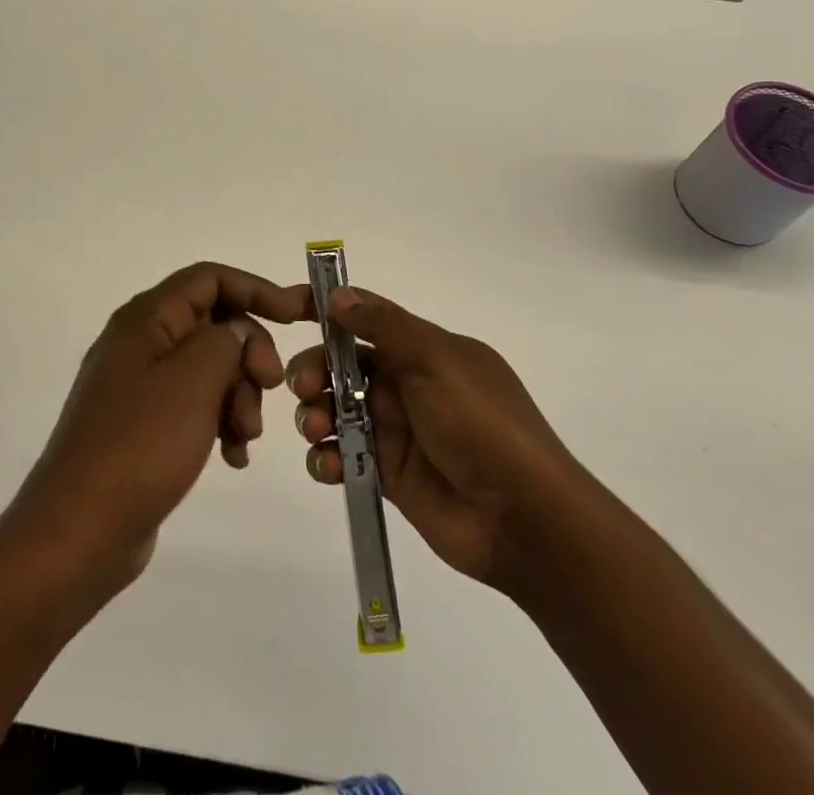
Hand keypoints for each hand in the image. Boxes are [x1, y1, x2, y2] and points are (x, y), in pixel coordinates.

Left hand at [0, 263, 309, 601]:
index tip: (296, 315)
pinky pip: (196, 407)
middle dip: (250, 353)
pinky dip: (221, 422)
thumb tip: (238, 332)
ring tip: (245, 436)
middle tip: (273, 387)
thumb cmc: (140, 445)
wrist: (78, 534)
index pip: (209, 278)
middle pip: (214, 324)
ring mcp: (140, 387)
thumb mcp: (195, 380)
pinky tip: (233, 457)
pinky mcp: (145, 427)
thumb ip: (227, 340)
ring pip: (210, 369)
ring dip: (240, 395)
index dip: (255, 288)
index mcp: (146, 319)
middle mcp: (141, 343)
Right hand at [288, 286, 577, 592]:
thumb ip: (386, 327)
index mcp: (423, 350)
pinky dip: (327, 456)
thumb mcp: (437, 362)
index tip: (291, 313)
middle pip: (343, 366)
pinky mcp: (386, 474)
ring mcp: (396, 430)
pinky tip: (327, 465)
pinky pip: (344, 455)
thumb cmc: (482, 425)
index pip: (367, 320)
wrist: (522, 520)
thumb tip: (337, 294)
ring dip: (315, 412)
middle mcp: (407, 384)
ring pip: (337, 409)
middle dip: (315, 371)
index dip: (330, 314)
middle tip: (302, 387)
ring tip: (315, 428)